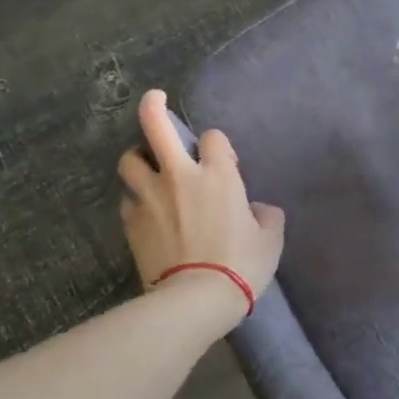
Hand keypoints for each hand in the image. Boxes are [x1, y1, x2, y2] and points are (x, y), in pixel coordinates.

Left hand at [118, 90, 285, 331]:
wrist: (197, 298)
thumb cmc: (242, 265)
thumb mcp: (271, 240)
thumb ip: (266, 216)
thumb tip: (259, 211)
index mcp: (218, 175)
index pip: (213, 138)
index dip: (218, 146)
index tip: (223, 161)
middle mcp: (179, 177)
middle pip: (155, 126)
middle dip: (153, 107)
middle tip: (155, 100)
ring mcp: (150, 198)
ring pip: (130, 160)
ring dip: (139, 158)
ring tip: (148, 167)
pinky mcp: (131, 222)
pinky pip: (128, 200)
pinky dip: (136, 199)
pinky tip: (146, 210)